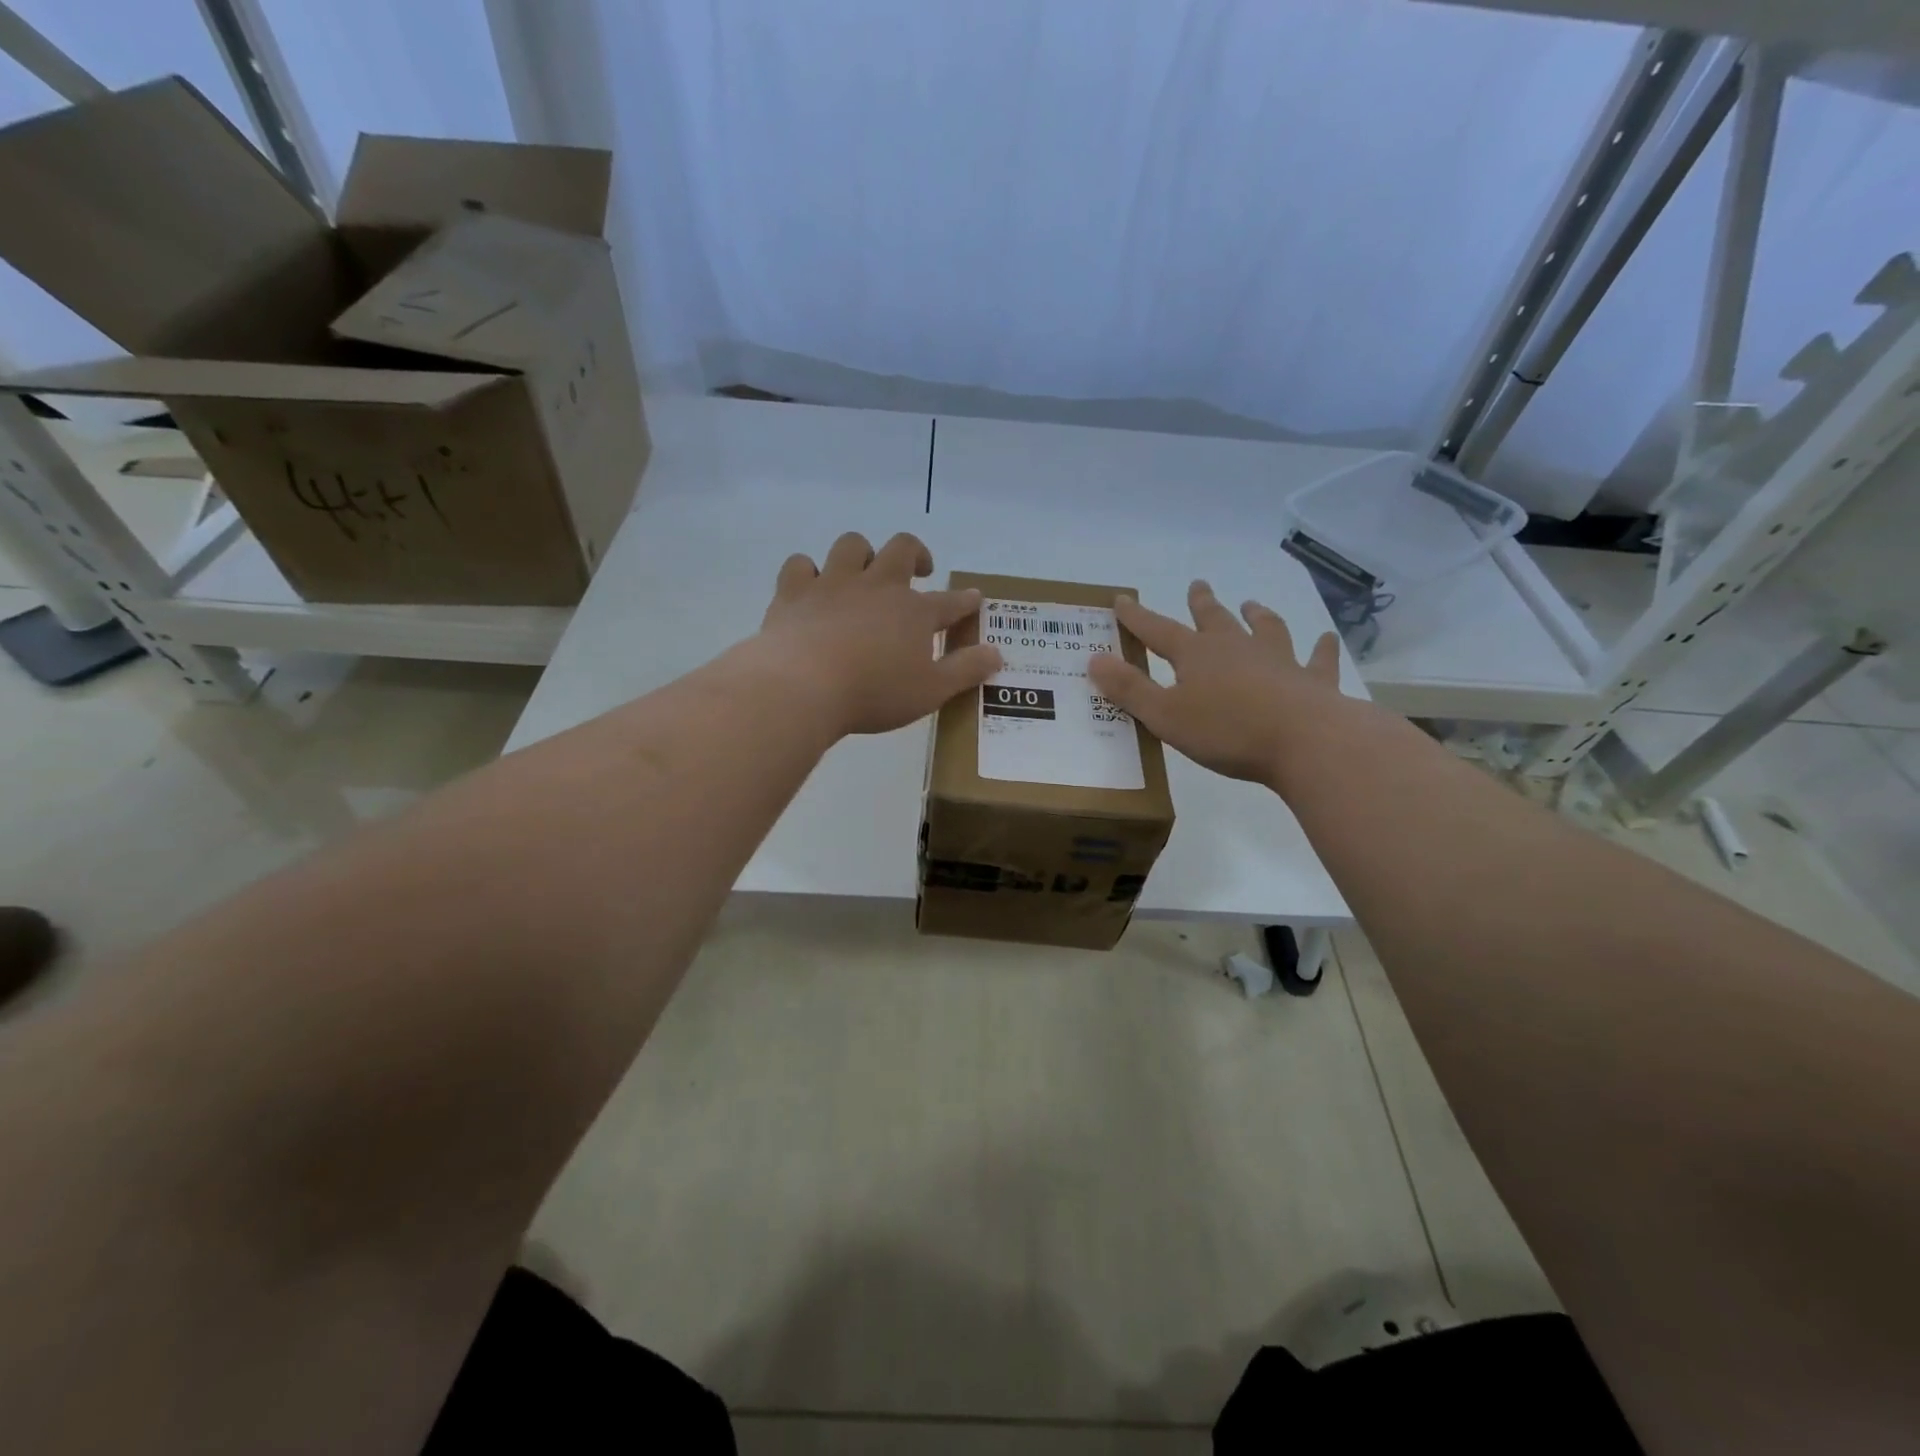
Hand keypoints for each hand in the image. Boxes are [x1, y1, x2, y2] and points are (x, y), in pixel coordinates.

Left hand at [751, 531, 1001, 737]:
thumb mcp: (931, 691)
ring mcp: (833, 584)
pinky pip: (801, 565)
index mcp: (914, 612)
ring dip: (862, 554)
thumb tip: (997, 653)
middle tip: (920, 570)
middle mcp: (877, 586)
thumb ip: (966, 670)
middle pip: (902, 549)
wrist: (804, 687)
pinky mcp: (794, 592)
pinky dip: (808, 572)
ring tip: (863, 573)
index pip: (950, 602)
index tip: (973, 600)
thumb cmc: (875, 693)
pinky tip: (811, 587)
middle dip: (916, 554)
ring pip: (852, 546)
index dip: (965, 601)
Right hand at [1089, 580, 1347, 788]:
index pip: (1158, 630)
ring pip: (1266, 629)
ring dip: (1257, 616)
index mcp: (1196, 656)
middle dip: (1201, 603)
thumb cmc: (1226, 730)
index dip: (1137, 617)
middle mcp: (1236, 648)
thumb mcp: (1165, 715)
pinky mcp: (1312, 681)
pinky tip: (1325, 639)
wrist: (1304, 741)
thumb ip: (1129, 689)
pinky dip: (1321, 649)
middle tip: (1197, 585)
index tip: (1122, 599)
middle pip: (1214, 619)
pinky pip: (1317, 659)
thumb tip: (1095, 659)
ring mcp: (1279, 661)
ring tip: (1252, 605)